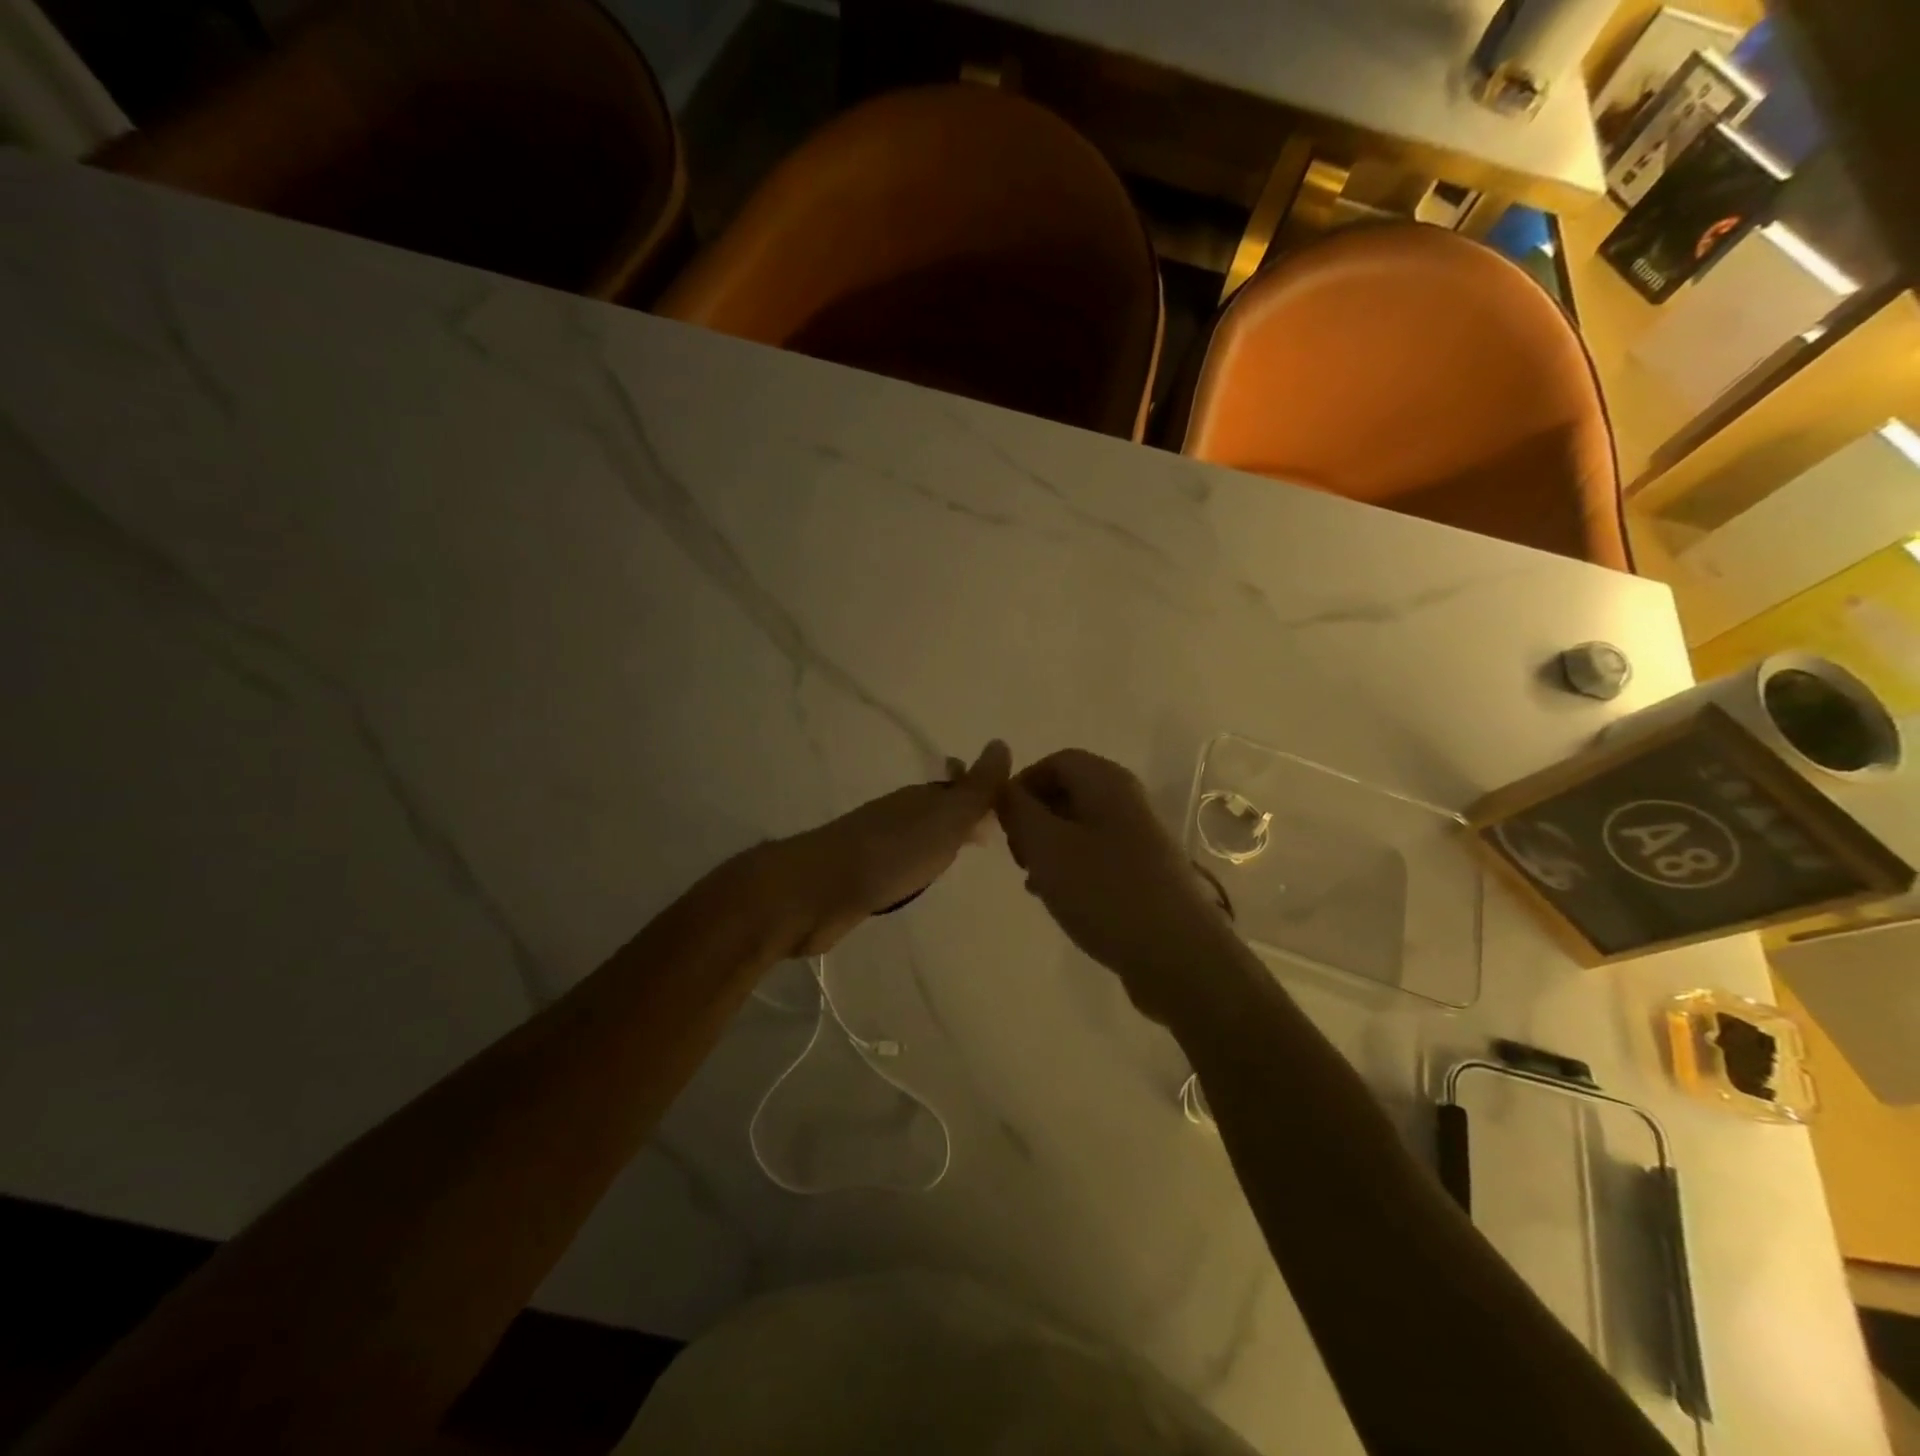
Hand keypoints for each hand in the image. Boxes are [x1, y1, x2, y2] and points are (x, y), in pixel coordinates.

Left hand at [778, 741, 1011, 956]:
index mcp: (921, 798)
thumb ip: (976, 788)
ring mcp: (878, 844)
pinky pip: (900, 862)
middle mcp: (899, 815)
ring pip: (918, 836)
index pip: (958, 786)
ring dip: (938, 841)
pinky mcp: (863, 875)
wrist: (820, 890)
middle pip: (937, 809)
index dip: (980, 794)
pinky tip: (919, 879)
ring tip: (959, 856)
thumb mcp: (945, 817)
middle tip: (987, 833)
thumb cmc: (892, 853)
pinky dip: (916, 864)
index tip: (1004, 808)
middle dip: (961, 816)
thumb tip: (1001, 743)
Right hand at [997, 749, 1240, 1020]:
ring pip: (1079, 827)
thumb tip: (1003, 788)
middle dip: (1034, 818)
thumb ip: (1018, 811)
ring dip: (1048, 847)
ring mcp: (1139, 838)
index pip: (1056, 761)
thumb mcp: (1046, 846)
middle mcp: (1127, 801)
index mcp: (1107, 783)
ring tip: (1033, 880)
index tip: (1002, 822)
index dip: (1023, 784)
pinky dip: (1071, 869)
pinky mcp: (1143, 873)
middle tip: (1018, 855)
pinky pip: (1096, 856)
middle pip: (1068, 792)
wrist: (1177, 955)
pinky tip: (1059, 899)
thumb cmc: (1105, 891)